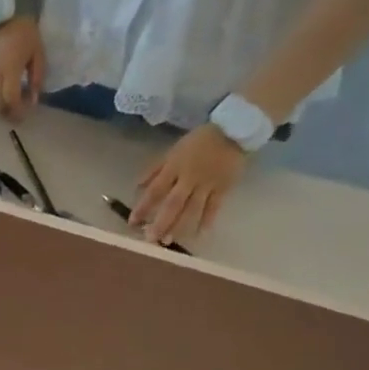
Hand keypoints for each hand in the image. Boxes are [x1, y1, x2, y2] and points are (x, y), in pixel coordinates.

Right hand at [0, 18, 44, 120]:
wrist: (5, 15)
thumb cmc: (26, 34)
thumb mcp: (38, 55)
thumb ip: (36, 79)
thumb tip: (33, 101)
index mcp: (9, 69)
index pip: (10, 99)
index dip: (17, 110)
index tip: (24, 116)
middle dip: (5, 113)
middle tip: (15, 116)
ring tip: (9, 106)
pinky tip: (1, 95)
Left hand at [131, 124, 247, 245]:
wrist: (236, 128)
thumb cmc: (200, 141)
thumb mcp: (174, 150)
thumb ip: (156, 169)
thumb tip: (137, 186)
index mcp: (175, 167)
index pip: (155, 190)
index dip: (143, 207)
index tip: (132, 222)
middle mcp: (189, 178)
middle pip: (173, 203)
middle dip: (160, 222)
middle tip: (150, 240)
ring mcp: (207, 184)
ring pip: (192, 208)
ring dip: (180, 226)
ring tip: (168, 241)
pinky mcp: (224, 187)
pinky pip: (214, 206)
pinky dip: (207, 220)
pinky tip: (199, 234)